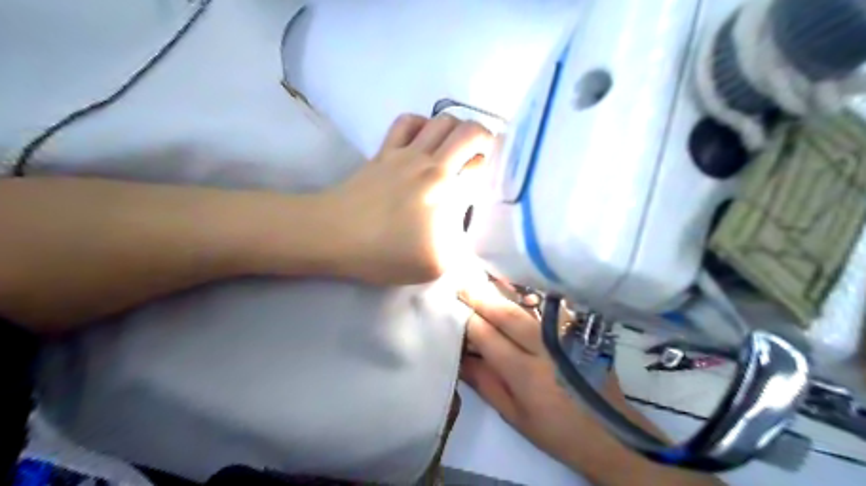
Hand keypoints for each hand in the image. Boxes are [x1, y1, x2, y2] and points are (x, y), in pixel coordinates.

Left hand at [328, 113, 488, 284]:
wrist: (334, 235)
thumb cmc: (385, 251)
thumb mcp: (436, 264)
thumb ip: (465, 248)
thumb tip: (472, 231)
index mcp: (446, 186)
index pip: (482, 158)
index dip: (495, 163)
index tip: (496, 175)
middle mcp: (429, 161)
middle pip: (466, 129)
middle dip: (483, 139)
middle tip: (482, 160)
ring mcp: (403, 152)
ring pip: (439, 120)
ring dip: (456, 130)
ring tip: (456, 151)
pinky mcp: (383, 152)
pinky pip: (407, 122)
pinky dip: (423, 125)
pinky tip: (423, 142)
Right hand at [459, 283, 630, 468]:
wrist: (611, 433)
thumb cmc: (557, 430)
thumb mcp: (514, 416)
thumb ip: (485, 384)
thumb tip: (460, 357)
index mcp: (526, 374)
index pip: (488, 336)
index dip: (468, 321)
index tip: (452, 309)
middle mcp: (545, 348)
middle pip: (507, 313)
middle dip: (481, 297)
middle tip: (461, 284)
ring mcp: (565, 335)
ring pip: (528, 304)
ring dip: (503, 290)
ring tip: (482, 279)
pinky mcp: (577, 330)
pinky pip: (547, 306)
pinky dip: (527, 295)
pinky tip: (514, 288)